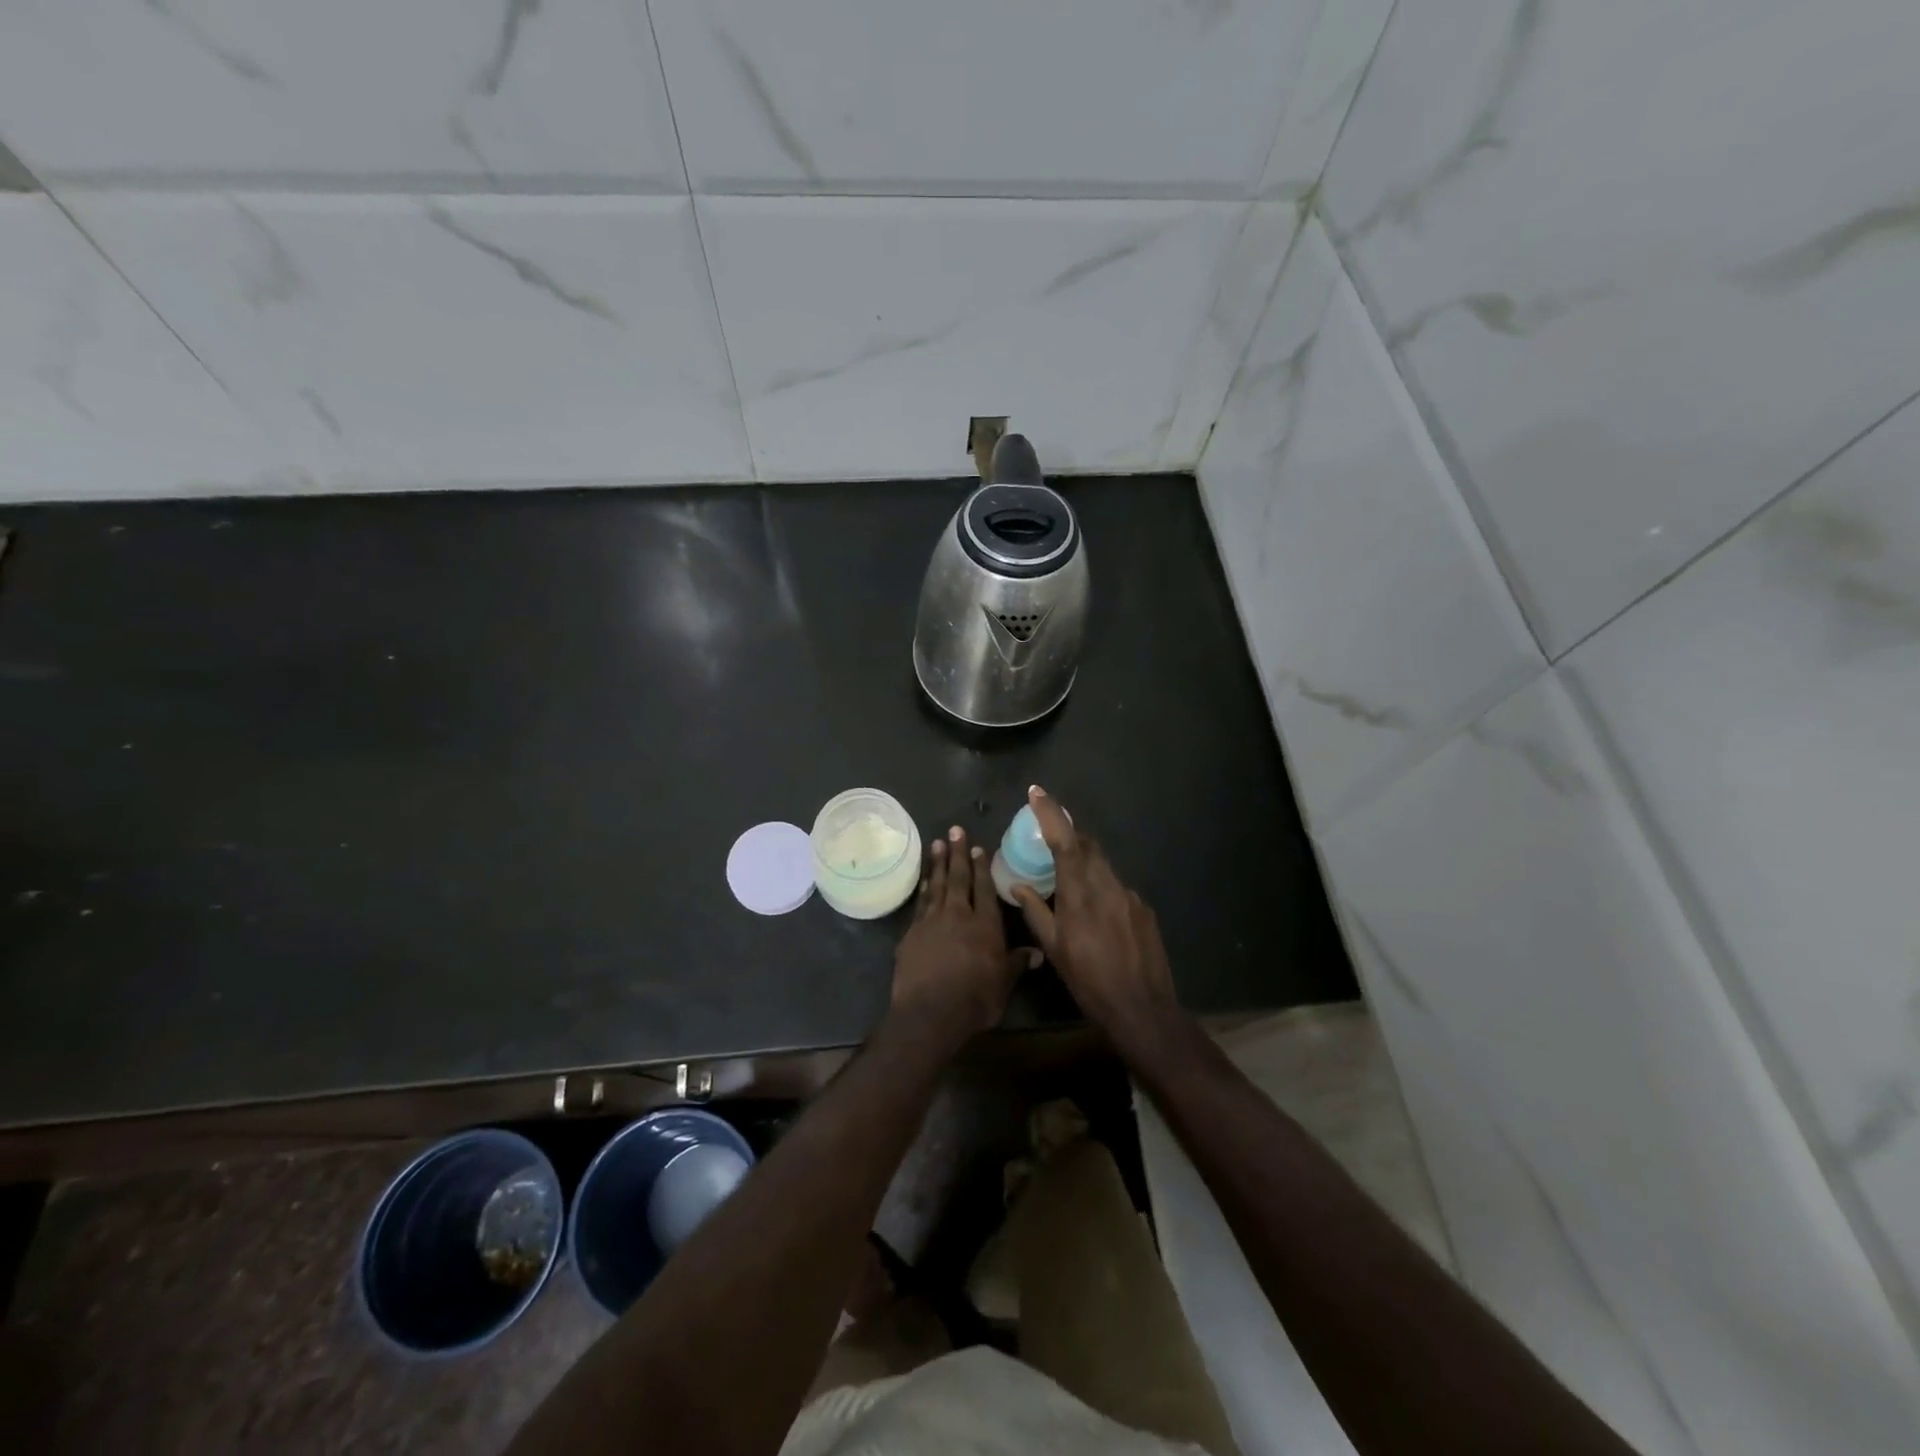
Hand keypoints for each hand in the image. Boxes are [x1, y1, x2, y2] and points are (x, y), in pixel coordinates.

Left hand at [891, 826, 1026, 1046]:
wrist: (929, 1013)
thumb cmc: (974, 999)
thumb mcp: (1004, 984)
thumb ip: (1018, 963)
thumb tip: (1038, 952)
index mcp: (985, 924)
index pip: (983, 888)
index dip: (981, 867)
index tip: (978, 846)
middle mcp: (958, 915)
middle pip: (958, 878)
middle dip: (957, 854)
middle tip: (954, 830)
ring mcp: (931, 922)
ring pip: (937, 886)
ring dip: (938, 864)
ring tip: (937, 844)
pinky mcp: (911, 934)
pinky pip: (920, 904)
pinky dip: (923, 889)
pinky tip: (924, 881)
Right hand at [1012, 787, 1179, 1059]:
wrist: (1143, 1010)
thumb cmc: (1089, 982)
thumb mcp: (1054, 949)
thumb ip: (1035, 911)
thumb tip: (1018, 885)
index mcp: (1080, 894)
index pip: (1065, 841)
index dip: (1051, 813)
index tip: (1036, 792)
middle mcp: (1107, 886)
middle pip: (1087, 846)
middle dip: (1068, 834)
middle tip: (1048, 835)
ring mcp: (1129, 896)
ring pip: (1102, 865)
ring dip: (1084, 861)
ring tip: (1068, 875)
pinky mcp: (1143, 909)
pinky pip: (1116, 886)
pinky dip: (1100, 885)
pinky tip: (1095, 910)